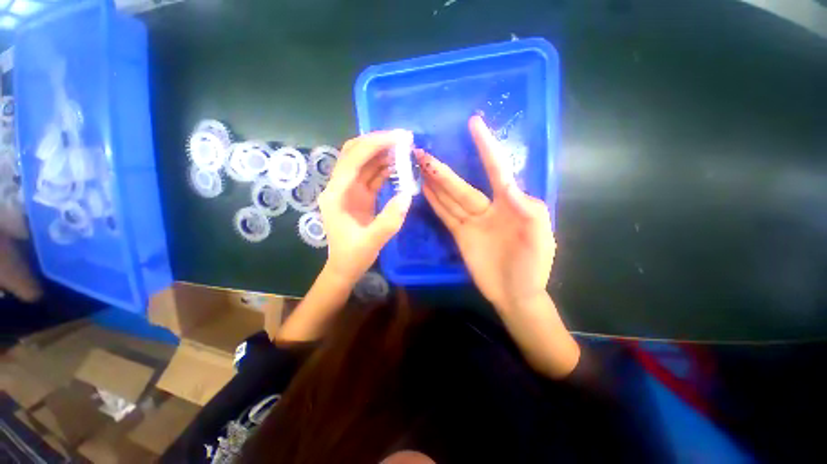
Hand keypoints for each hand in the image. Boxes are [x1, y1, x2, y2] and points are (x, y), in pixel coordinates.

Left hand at [318, 130, 413, 286]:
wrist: (345, 267)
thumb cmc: (353, 256)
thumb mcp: (372, 242)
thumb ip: (389, 220)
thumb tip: (407, 195)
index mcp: (336, 195)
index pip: (353, 160)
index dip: (374, 144)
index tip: (398, 137)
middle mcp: (340, 187)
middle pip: (354, 153)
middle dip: (377, 142)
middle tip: (402, 138)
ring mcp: (349, 190)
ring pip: (364, 162)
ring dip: (382, 152)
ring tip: (404, 148)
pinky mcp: (359, 195)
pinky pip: (371, 175)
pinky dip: (384, 167)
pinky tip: (398, 165)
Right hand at [417, 116, 554, 311]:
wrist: (515, 294)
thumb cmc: (533, 266)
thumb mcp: (540, 236)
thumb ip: (529, 209)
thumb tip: (511, 186)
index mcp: (510, 203)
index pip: (496, 169)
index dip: (486, 147)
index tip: (475, 123)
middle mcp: (488, 208)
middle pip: (462, 185)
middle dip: (444, 169)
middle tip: (424, 152)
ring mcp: (472, 222)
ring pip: (450, 198)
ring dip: (435, 183)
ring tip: (420, 167)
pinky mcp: (460, 235)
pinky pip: (446, 215)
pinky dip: (436, 203)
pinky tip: (425, 190)